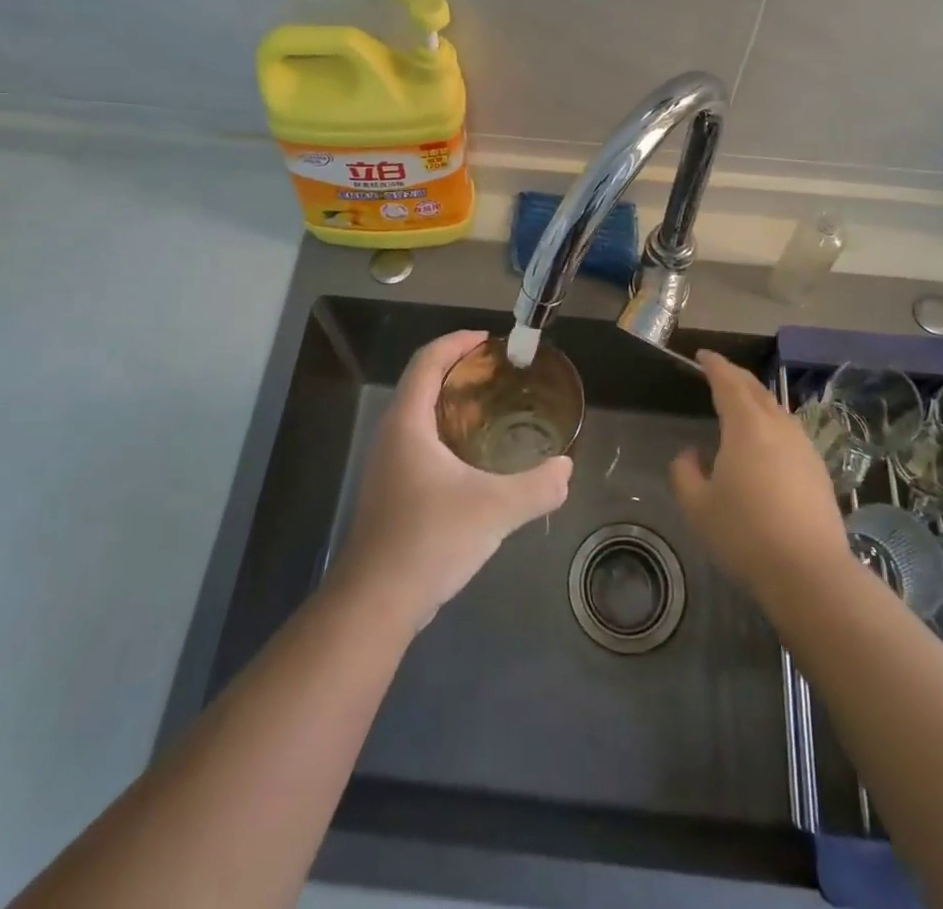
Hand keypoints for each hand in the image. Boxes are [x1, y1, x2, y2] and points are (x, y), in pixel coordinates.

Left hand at [334, 330, 571, 629]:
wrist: (376, 602)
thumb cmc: (429, 540)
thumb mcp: (494, 509)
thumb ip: (537, 486)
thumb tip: (566, 468)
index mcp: (408, 423)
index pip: (428, 361)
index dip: (456, 342)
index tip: (489, 340)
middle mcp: (393, 435)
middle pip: (422, 383)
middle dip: (459, 369)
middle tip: (499, 373)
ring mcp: (388, 465)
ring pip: (420, 415)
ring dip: (452, 402)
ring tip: (492, 409)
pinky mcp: (392, 491)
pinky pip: (420, 442)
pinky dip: (447, 431)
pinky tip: (474, 459)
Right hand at [670, 350, 850, 599]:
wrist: (811, 573)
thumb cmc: (745, 534)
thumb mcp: (698, 506)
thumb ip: (685, 472)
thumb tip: (691, 454)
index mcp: (746, 426)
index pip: (728, 382)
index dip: (714, 365)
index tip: (702, 356)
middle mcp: (778, 426)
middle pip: (756, 389)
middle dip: (735, 375)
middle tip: (717, 371)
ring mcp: (803, 447)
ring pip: (776, 409)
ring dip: (756, 398)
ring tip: (739, 404)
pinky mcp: (818, 469)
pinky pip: (789, 431)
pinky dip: (771, 422)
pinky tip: (764, 443)